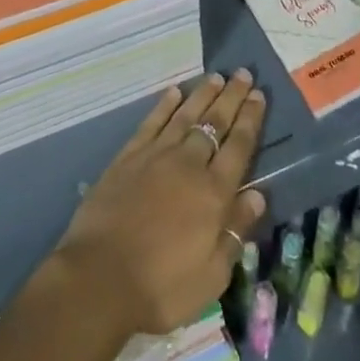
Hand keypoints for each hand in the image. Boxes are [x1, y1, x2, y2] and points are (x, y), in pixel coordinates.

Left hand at [55, 71, 267, 335]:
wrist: (100, 276)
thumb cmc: (162, 287)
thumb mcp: (212, 276)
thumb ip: (235, 231)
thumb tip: (258, 195)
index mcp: (213, 194)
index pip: (238, 147)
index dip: (250, 120)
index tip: (258, 95)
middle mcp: (188, 165)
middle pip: (214, 123)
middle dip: (231, 98)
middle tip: (243, 73)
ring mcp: (156, 155)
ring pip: (185, 115)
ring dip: (203, 94)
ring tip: (216, 76)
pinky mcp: (128, 156)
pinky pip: (152, 122)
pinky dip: (165, 105)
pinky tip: (174, 92)